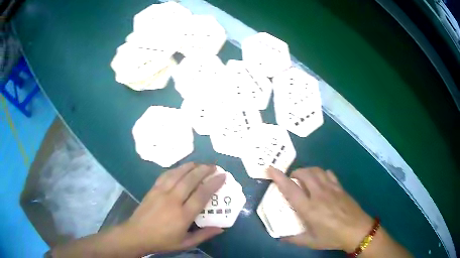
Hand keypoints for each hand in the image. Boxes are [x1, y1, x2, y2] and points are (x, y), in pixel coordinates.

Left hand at [121, 162, 225, 254]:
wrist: (137, 234)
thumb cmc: (162, 241)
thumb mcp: (185, 243)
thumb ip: (203, 235)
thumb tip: (221, 228)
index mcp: (183, 215)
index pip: (201, 195)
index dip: (213, 184)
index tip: (222, 176)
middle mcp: (173, 200)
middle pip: (190, 180)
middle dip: (204, 171)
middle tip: (214, 167)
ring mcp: (161, 193)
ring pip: (178, 174)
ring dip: (191, 167)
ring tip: (200, 164)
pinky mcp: (153, 189)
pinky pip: (166, 175)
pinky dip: (176, 169)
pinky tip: (181, 168)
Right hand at [267, 167, 372, 252]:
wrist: (357, 230)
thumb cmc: (332, 237)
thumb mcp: (311, 242)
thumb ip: (293, 239)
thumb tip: (280, 238)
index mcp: (309, 208)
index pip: (290, 189)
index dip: (279, 178)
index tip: (270, 169)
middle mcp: (319, 194)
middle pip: (304, 174)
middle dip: (295, 172)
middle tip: (291, 179)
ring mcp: (331, 189)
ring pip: (317, 171)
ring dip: (307, 171)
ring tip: (304, 178)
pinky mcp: (340, 187)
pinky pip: (329, 174)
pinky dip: (321, 173)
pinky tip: (321, 181)